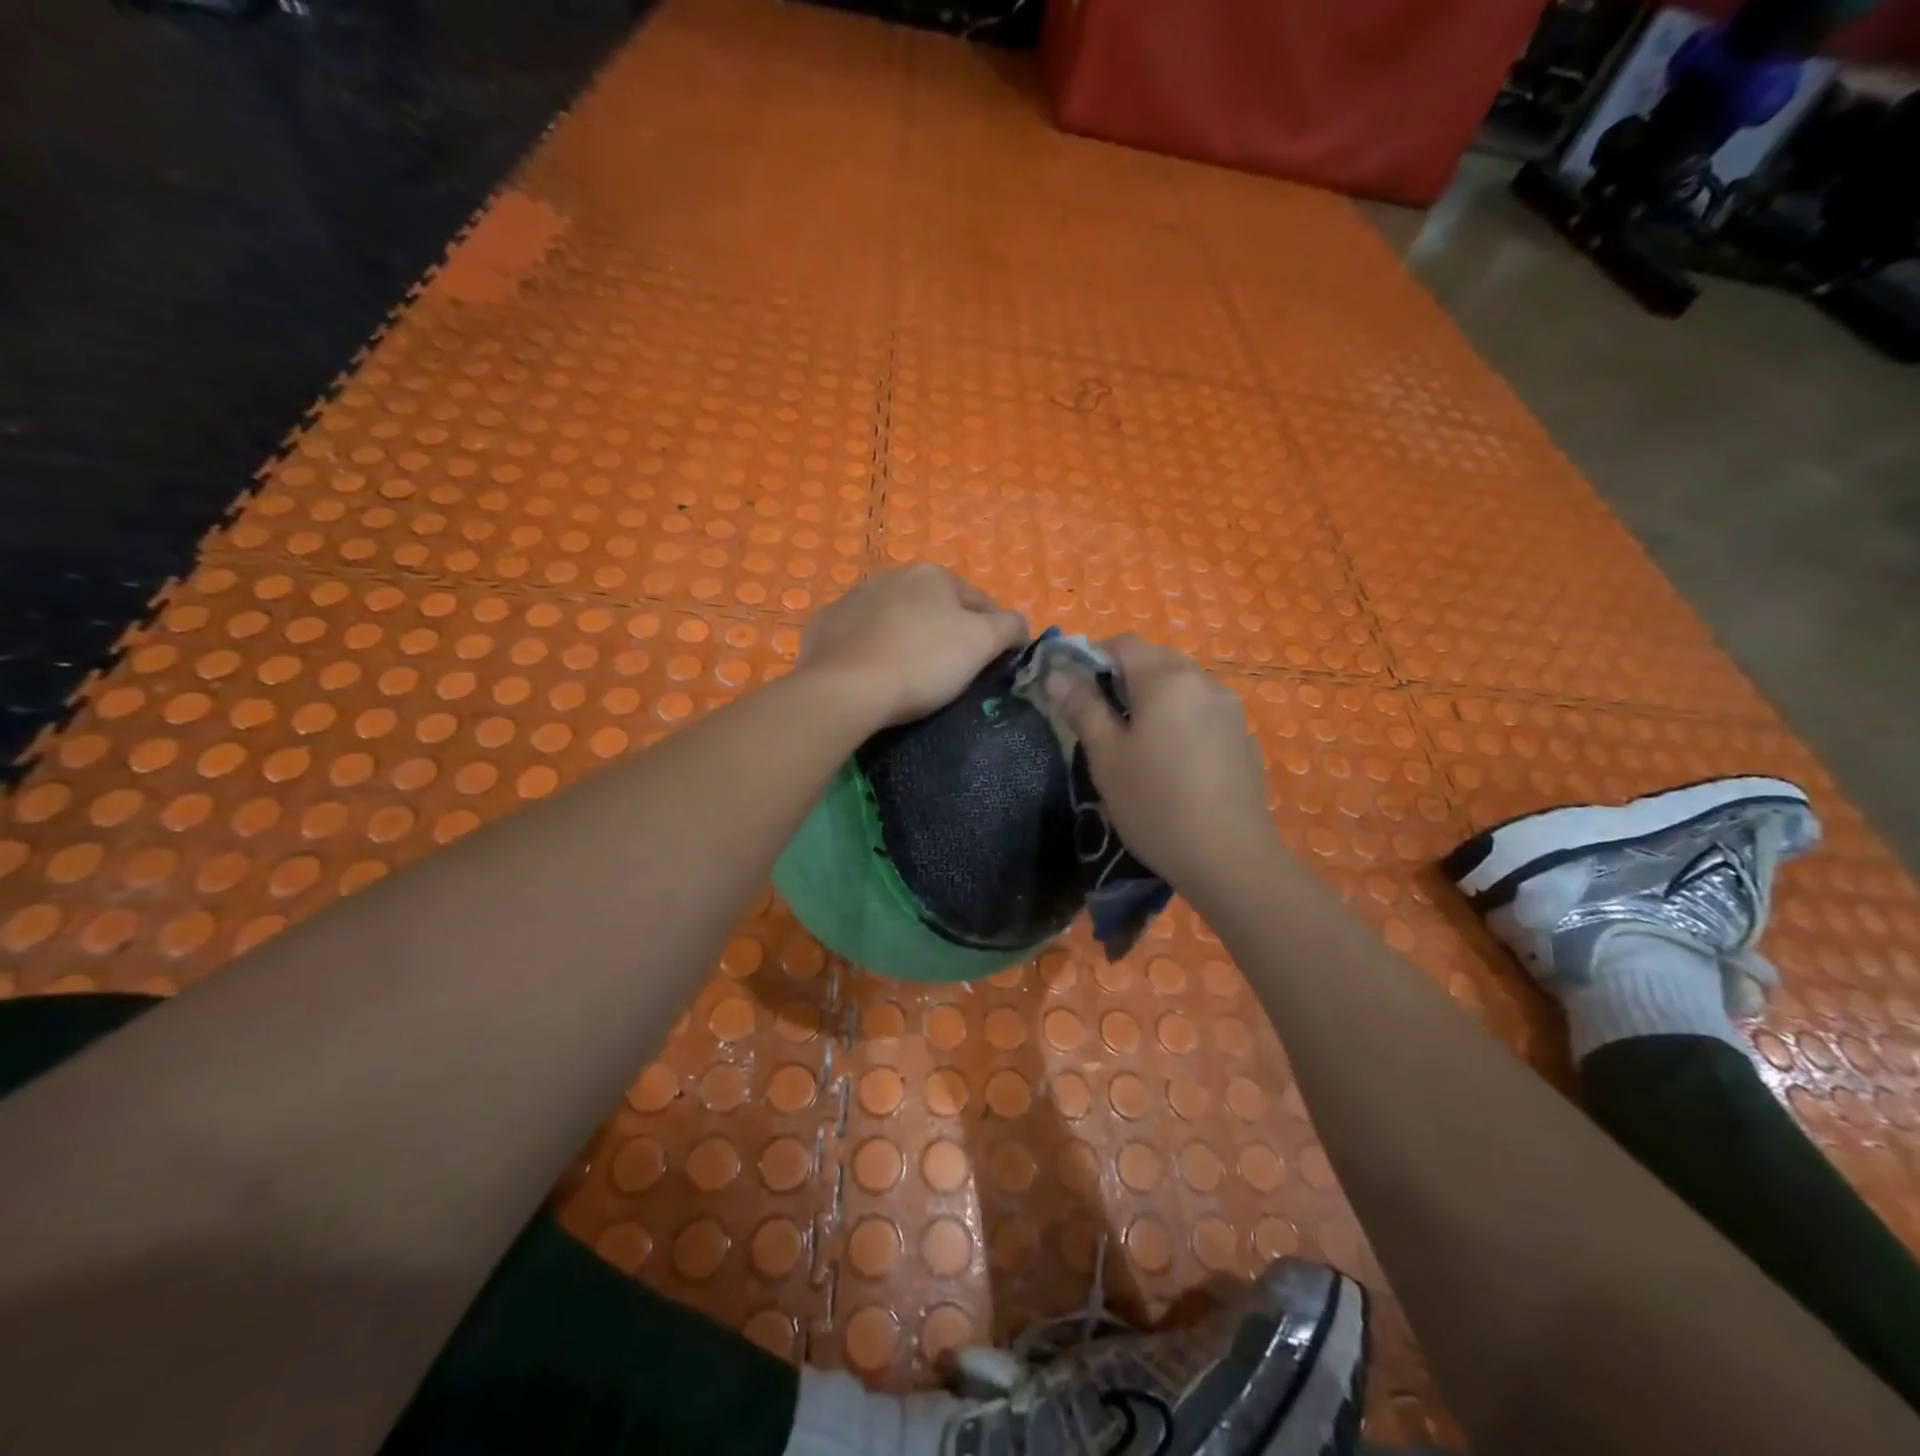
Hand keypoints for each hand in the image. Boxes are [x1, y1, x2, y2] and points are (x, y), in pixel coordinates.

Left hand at [799, 564, 1028, 727]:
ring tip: (912, 676)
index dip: (994, 633)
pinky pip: (862, 637)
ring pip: (897, 620)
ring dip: (909, 639)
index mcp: (933, 574)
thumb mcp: (982, 643)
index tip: (994, 664)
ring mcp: (854, 599)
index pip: (980, 602)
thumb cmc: (923, 662)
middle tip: (953, 674)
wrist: (845, 688)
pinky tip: (875, 674)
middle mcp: (892, 575)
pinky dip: (873, 650)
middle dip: (948, 634)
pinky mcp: (825, 626)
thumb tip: (1019, 625)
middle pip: (936, 608)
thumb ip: (1010, 626)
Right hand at [1044, 635, 1280, 889]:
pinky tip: (1173, 761)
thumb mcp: (1106, 757)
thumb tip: (1056, 673)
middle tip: (1101, 720)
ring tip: (1136, 742)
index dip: (1091, 658)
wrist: (1229, 857)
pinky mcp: (1243, 736)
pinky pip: (1202, 710)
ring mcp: (1230, 708)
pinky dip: (1180, 719)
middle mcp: (1203, 681)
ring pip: (1181, 685)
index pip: (1123, 643)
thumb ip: (1082, 707)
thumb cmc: (1154, 803)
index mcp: (1166, 678)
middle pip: (1155, 660)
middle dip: (1123, 678)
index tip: (1074, 692)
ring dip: (1153, 698)